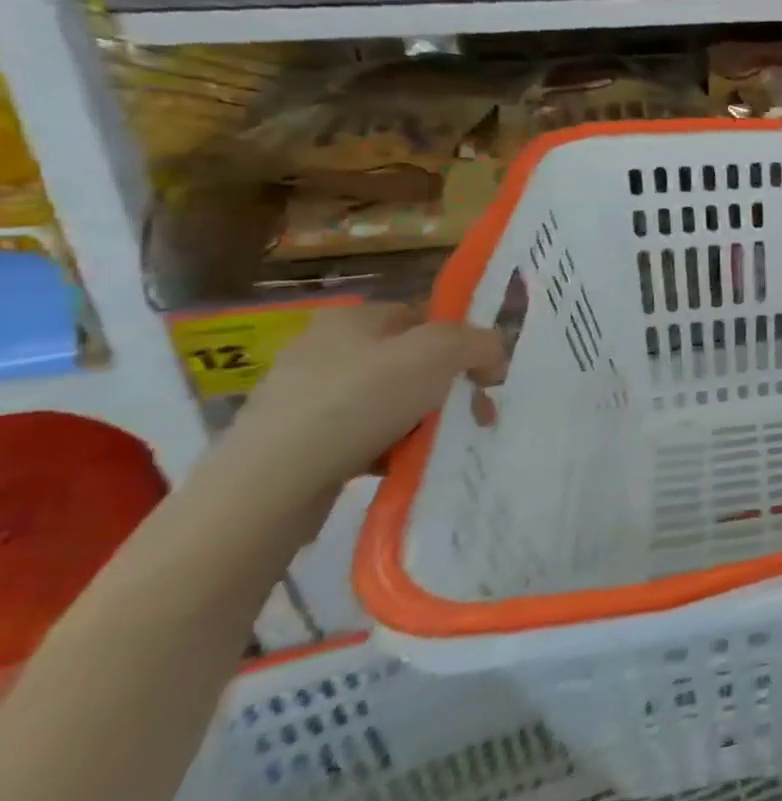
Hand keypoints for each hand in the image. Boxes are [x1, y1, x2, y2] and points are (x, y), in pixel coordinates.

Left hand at [222, 303, 505, 503]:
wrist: (269, 485)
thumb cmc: (359, 403)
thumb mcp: (439, 354)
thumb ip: (479, 342)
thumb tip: (493, 355)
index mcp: (353, 318)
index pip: (426, 316)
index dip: (462, 341)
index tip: (485, 376)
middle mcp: (324, 348)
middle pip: (411, 361)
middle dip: (448, 388)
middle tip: (473, 416)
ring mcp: (303, 396)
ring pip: (389, 401)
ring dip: (421, 421)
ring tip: (435, 445)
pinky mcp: (291, 440)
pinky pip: (360, 435)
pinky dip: (386, 447)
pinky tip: (397, 464)